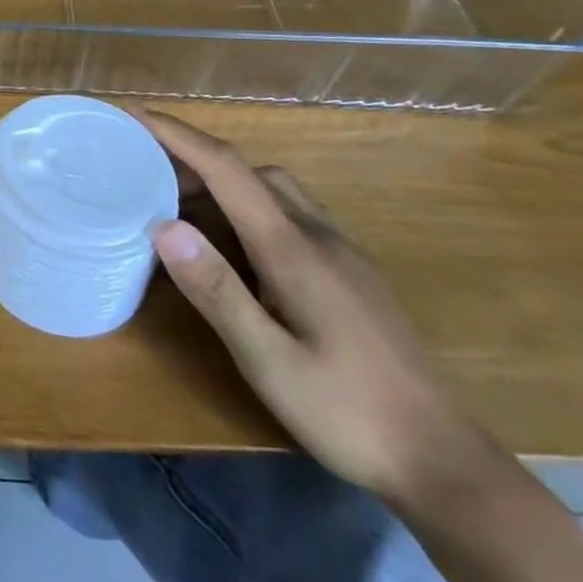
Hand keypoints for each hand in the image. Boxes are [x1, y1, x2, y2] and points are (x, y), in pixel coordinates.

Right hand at [139, 109, 493, 505]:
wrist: (449, 467)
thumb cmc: (348, 414)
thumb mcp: (268, 360)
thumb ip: (216, 290)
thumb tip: (163, 225)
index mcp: (294, 249)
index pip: (228, 170)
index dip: (178, 135)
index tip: (133, 114)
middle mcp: (320, 238)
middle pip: (251, 171)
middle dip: (195, 157)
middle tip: (143, 169)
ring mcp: (343, 256)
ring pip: (275, 191)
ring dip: (223, 181)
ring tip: (177, 204)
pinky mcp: (352, 277)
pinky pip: (291, 216)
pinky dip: (248, 207)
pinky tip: (232, 244)